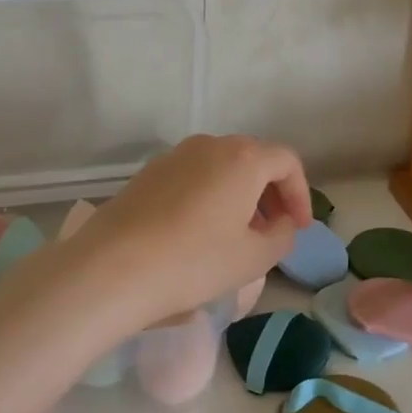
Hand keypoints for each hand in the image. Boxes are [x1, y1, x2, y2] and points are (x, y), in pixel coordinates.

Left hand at [62, 134, 311, 330]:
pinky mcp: (147, 173)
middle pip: (253, 159)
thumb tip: (283, 223)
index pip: (286, 161)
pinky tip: (200, 232)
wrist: (111, 267)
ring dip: (239, 195)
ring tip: (237, 235)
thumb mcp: (254, 258)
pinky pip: (193, 177)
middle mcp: (209, 145)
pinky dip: (209, 196)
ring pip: (221, 167)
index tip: (299, 228)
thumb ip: (283, 236)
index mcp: (242, 158)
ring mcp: (174, 156)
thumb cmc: (194, 261)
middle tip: (273, 231)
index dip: (300, 194)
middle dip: (270, 194)